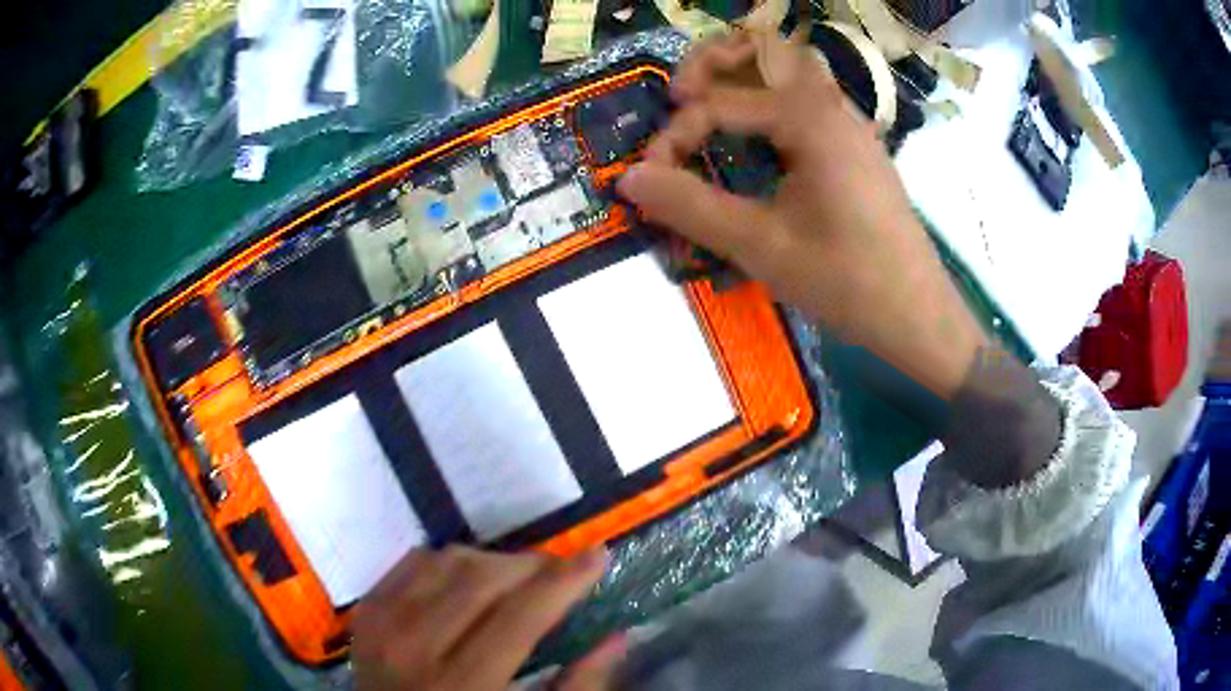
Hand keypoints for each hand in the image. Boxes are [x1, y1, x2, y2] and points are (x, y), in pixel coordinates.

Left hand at [353, 546, 620, 689]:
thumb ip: (577, 688)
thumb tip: (617, 637)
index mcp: (463, 686)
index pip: (519, 616)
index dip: (564, 582)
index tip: (598, 555)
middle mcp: (414, 646)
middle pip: (482, 579)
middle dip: (532, 566)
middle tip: (560, 572)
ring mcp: (381, 624)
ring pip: (446, 560)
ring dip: (492, 562)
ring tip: (517, 579)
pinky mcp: (365, 612)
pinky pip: (412, 562)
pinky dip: (449, 561)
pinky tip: (468, 580)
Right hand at [618, 31, 987, 397]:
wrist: (919, 316)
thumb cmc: (847, 281)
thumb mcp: (762, 247)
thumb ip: (690, 207)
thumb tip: (628, 179)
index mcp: (810, 118)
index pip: (720, 104)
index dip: (675, 137)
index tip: (652, 180)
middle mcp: (832, 106)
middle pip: (763, 50)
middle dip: (711, 63)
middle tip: (677, 96)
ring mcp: (849, 124)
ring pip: (789, 71)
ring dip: (744, 76)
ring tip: (708, 106)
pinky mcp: (856, 147)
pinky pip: (807, 101)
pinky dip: (771, 103)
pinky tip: (757, 140)